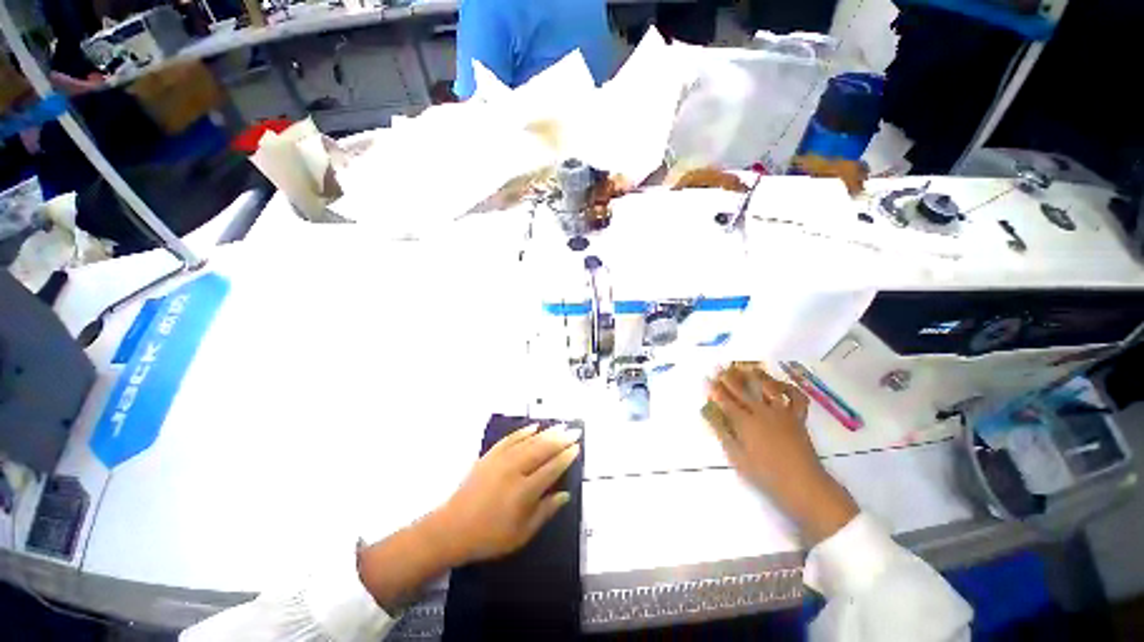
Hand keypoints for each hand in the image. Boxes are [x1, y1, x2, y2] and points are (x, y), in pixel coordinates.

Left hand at [358, 424, 580, 610]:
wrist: (452, 528)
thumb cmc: (489, 537)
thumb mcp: (521, 534)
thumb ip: (545, 512)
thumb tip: (565, 494)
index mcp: (524, 491)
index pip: (551, 468)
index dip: (565, 457)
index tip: (577, 447)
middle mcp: (514, 470)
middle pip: (542, 449)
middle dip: (560, 439)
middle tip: (574, 430)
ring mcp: (500, 460)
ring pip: (529, 441)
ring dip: (546, 432)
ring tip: (560, 426)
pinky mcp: (489, 456)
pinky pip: (510, 439)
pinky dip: (523, 431)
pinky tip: (534, 427)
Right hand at [707, 363, 857, 543]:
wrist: (803, 484)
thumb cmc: (765, 474)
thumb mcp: (737, 456)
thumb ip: (722, 432)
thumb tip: (707, 412)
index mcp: (745, 422)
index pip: (725, 400)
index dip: (715, 389)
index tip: (707, 379)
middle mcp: (762, 412)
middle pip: (743, 389)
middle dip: (729, 377)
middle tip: (720, 368)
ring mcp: (782, 412)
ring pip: (768, 386)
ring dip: (756, 375)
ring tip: (747, 368)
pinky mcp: (797, 417)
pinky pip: (795, 397)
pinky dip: (788, 388)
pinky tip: (779, 384)